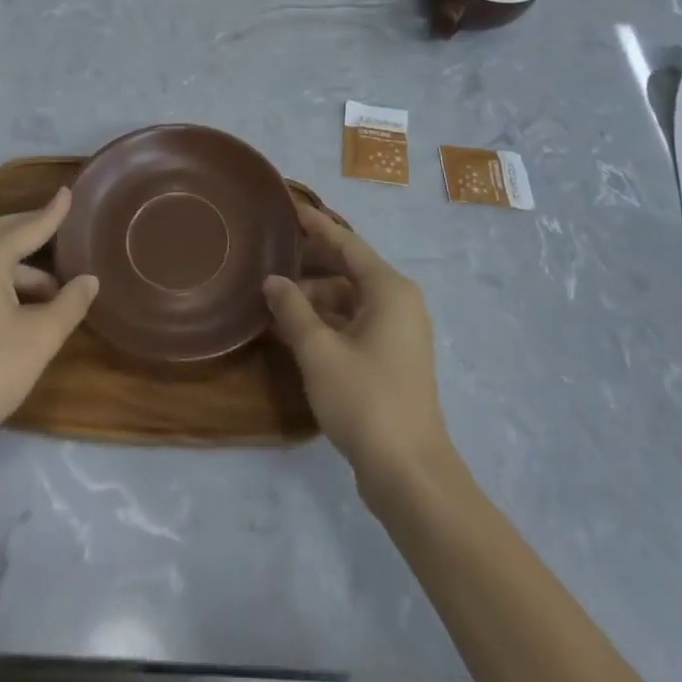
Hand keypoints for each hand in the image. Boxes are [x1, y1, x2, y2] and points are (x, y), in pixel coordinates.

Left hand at [0, 188, 97, 463]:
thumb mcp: (40, 338)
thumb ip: (69, 304)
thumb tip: (89, 280)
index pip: (28, 227)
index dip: (52, 213)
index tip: (69, 192)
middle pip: (5, 235)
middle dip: (34, 230)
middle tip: (62, 226)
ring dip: (24, 269)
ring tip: (55, 291)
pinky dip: (5, 284)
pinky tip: (23, 309)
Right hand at [264, 202, 451, 490]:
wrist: (409, 473)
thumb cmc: (365, 399)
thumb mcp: (318, 351)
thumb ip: (293, 310)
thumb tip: (272, 281)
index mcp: (389, 289)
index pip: (348, 243)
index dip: (318, 225)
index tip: (291, 207)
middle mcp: (398, 303)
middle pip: (349, 269)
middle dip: (311, 263)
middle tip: (272, 251)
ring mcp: (398, 333)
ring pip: (350, 299)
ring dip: (315, 298)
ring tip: (274, 297)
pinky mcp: (392, 360)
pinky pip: (354, 324)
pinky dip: (326, 322)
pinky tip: (294, 330)